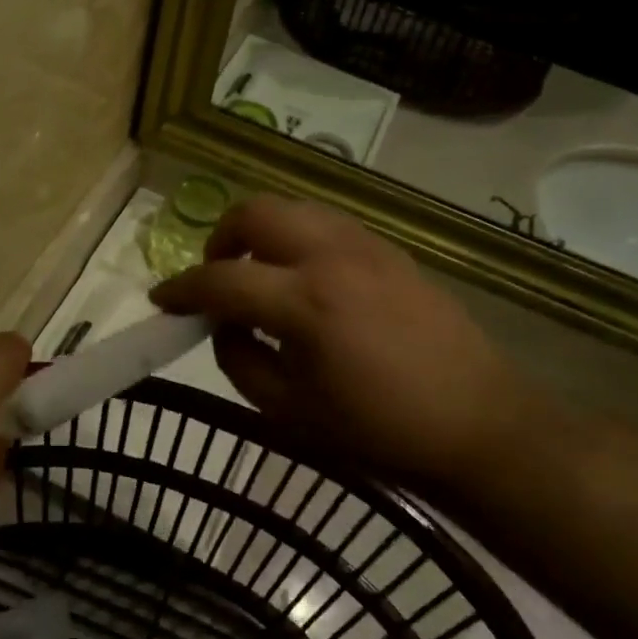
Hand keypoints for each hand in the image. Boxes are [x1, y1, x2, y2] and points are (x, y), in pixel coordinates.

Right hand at [149, 197, 561, 497]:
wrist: (476, 422)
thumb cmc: (378, 430)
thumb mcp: (289, 411)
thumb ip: (239, 360)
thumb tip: (223, 326)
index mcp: (304, 302)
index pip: (221, 279)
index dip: (182, 289)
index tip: (161, 300)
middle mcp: (331, 256)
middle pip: (255, 213)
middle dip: (220, 239)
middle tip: (216, 279)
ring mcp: (366, 246)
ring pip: (292, 208)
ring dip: (260, 232)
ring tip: (259, 274)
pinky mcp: (390, 250)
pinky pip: (326, 223)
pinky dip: (297, 237)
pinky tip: (304, 277)